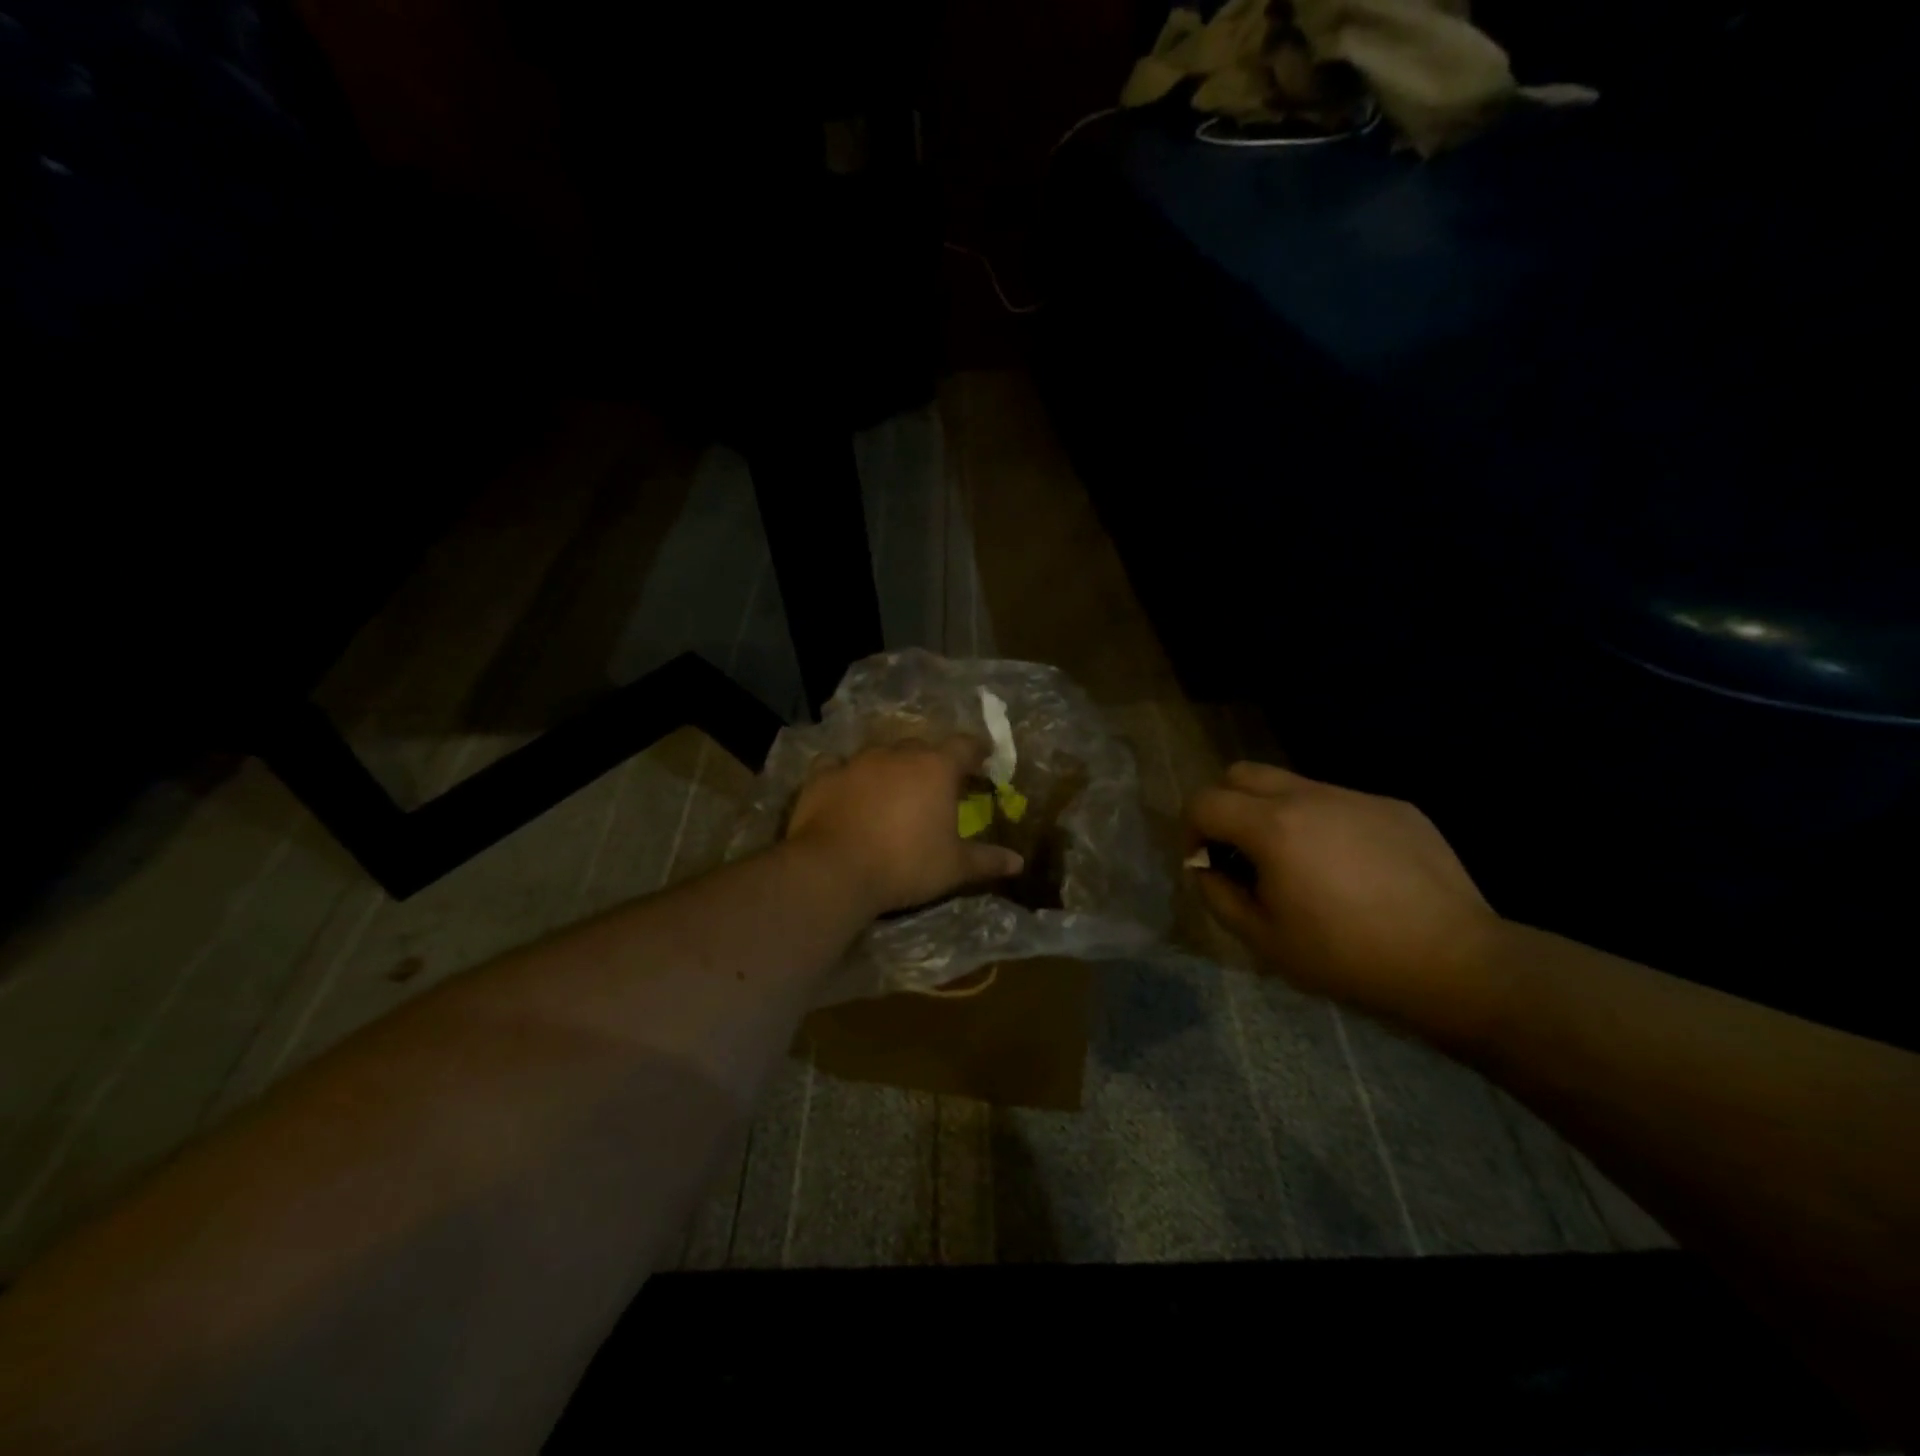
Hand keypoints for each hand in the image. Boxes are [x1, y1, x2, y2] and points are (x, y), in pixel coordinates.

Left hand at [785, 738, 1024, 916]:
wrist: (835, 870)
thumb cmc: (905, 865)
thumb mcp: (954, 867)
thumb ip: (987, 860)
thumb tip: (1018, 862)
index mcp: (936, 768)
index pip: (965, 745)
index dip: (976, 751)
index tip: (983, 759)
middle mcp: (898, 754)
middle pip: (922, 747)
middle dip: (931, 762)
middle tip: (936, 784)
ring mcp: (857, 761)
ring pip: (880, 753)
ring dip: (890, 767)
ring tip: (891, 789)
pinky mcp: (823, 775)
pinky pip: (838, 765)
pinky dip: (846, 775)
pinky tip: (845, 789)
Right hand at [1185, 762, 1504, 1037]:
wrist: (1455, 963)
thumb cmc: (1347, 957)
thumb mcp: (1264, 940)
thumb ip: (1218, 895)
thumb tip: (1206, 867)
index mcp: (1273, 827)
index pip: (1204, 801)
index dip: (1189, 830)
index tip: (1205, 863)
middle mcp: (1310, 797)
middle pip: (1242, 774)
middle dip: (1226, 806)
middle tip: (1241, 852)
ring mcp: (1356, 797)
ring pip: (1292, 785)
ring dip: (1275, 814)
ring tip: (1299, 864)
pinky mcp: (1395, 807)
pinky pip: (1339, 802)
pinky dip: (1324, 824)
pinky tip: (1352, 870)